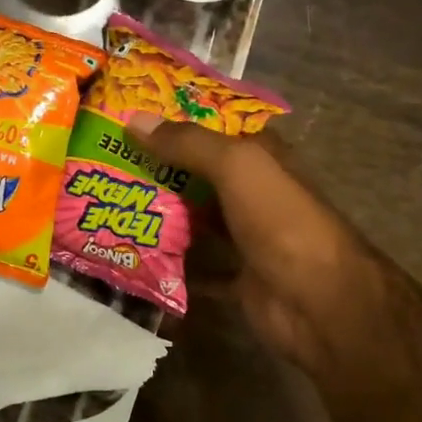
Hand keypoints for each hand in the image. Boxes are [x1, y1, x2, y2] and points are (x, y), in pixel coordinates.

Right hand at [126, 111, 416, 402]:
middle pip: (197, 174)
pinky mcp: (235, 277)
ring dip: (158, 216)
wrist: (319, 303)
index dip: (175, 120)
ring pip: (193, 220)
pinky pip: (194, 267)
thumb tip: (132, 120)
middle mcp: (252, 193)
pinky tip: (131, 257)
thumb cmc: (281, 220)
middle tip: (102, 164)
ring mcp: (245, 237)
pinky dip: (168, 265)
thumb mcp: (237, 166)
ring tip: (107, 206)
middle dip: (155, 169)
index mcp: (260, 157)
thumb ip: (187, 143)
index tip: (127, 118)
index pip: (213, 128)